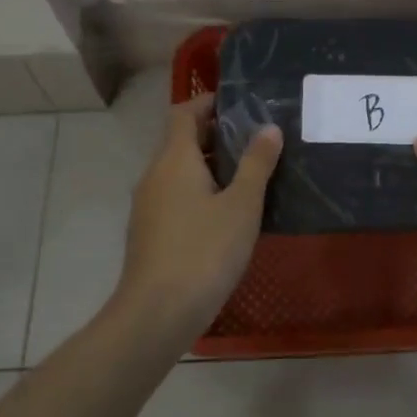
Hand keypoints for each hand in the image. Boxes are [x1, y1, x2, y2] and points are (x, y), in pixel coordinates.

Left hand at [114, 93, 281, 334]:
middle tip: (256, 140)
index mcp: (174, 159)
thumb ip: (256, 164)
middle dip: (215, 135)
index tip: (241, 105)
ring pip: (178, 171)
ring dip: (209, 165)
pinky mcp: (149, 232)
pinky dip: (200, 191)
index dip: (209, 103)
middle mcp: (155, 175)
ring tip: (249, 174)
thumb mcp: (242, 205)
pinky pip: (176, 196)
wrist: (157, 313)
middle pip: (180, 140)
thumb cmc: (205, 251)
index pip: (184, 112)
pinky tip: (227, 213)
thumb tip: (268, 128)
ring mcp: (148, 205)